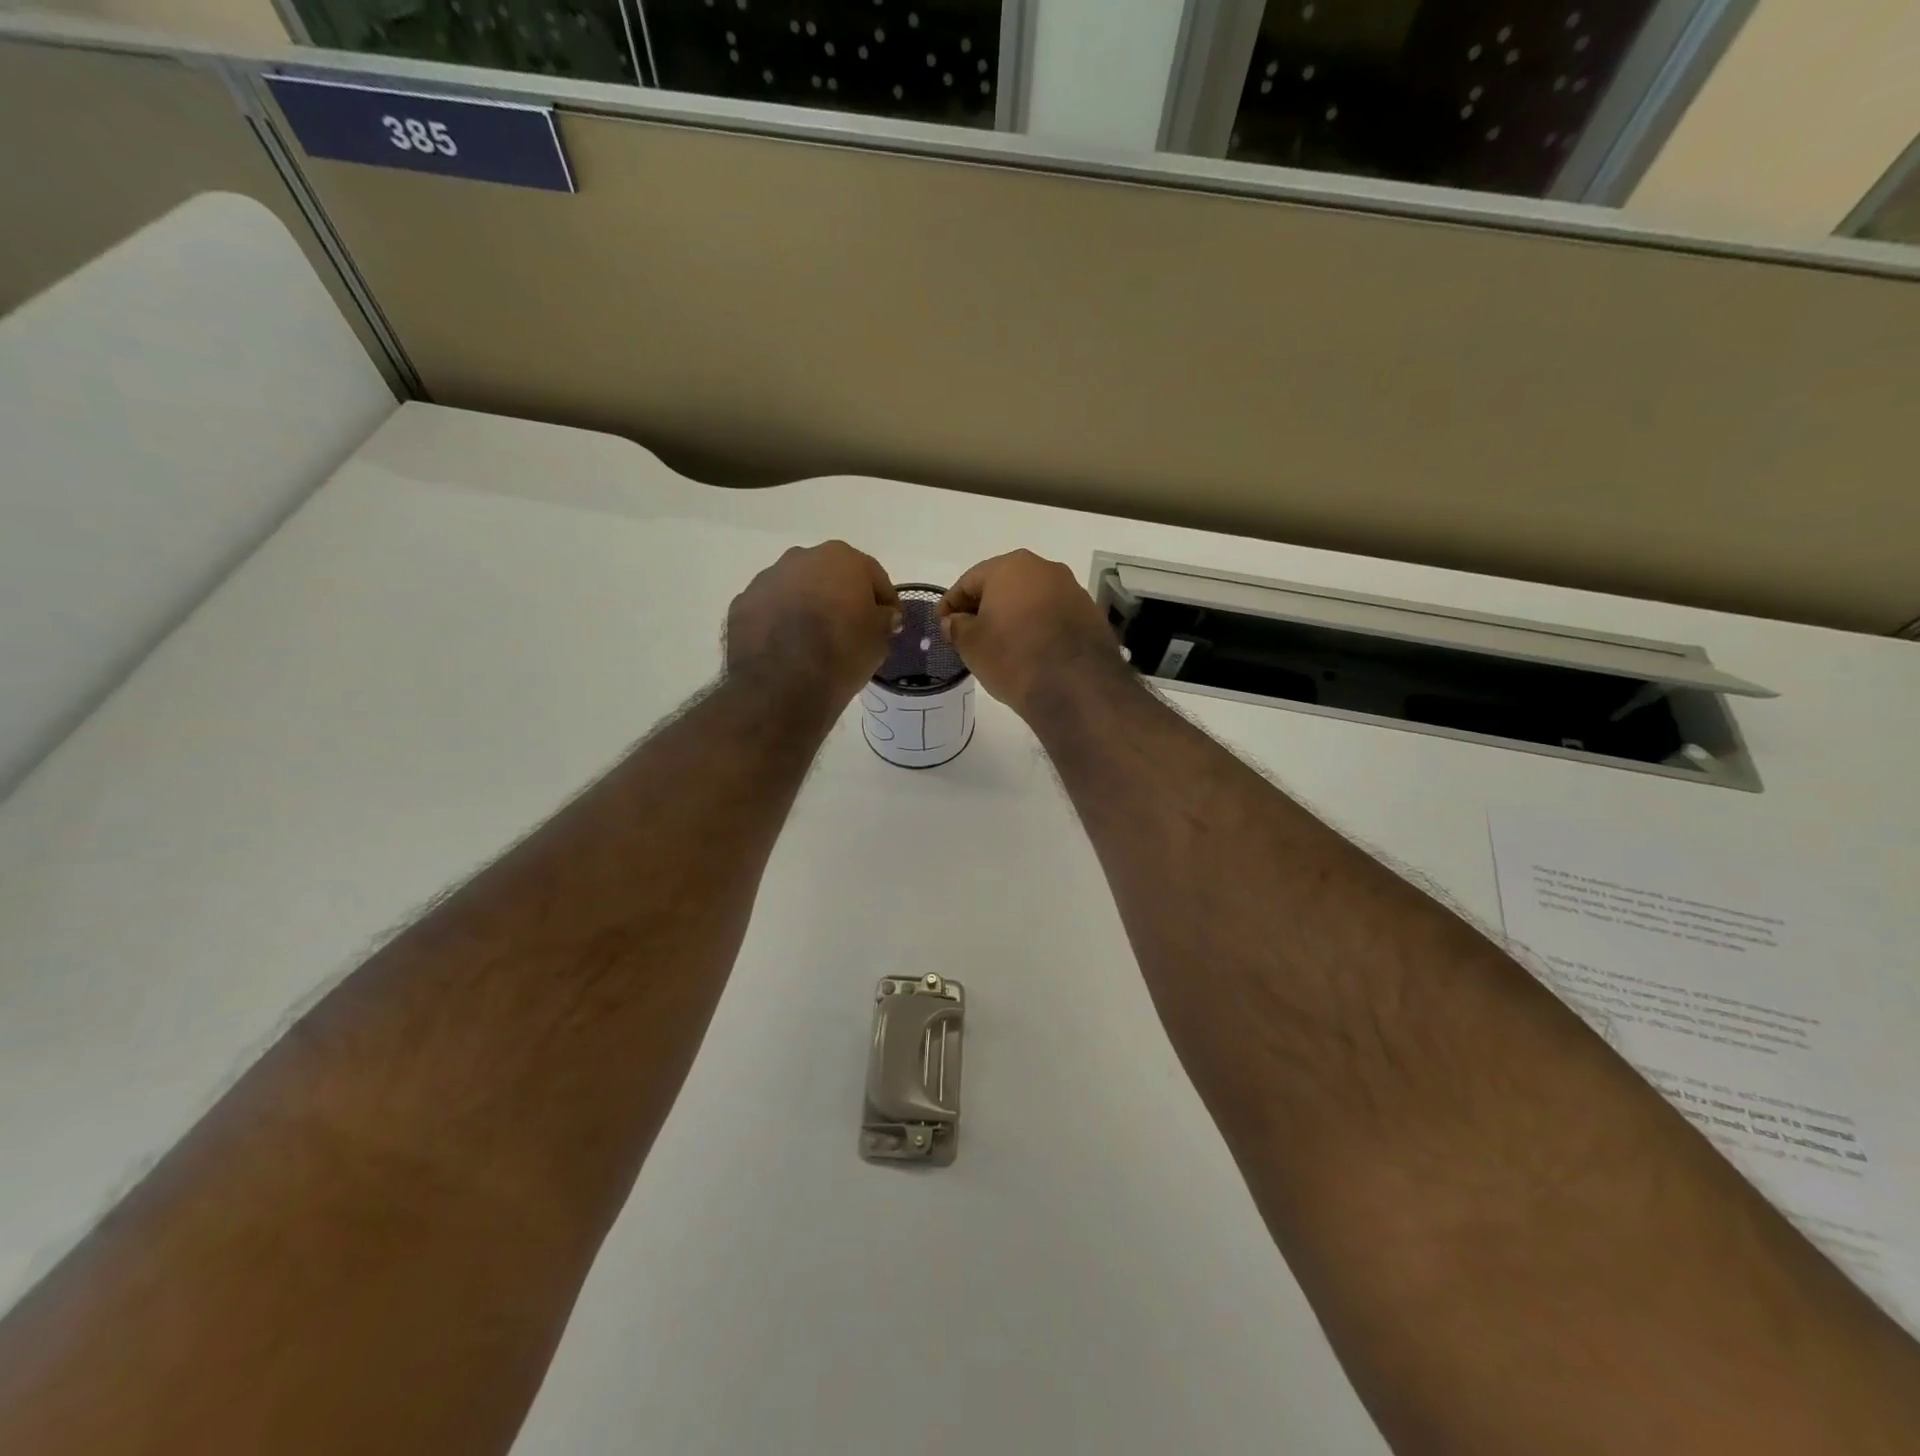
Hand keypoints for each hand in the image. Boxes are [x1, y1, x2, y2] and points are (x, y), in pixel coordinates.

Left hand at [727, 542, 900, 711]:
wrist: (782, 684)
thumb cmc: (842, 653)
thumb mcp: (880, 639)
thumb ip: (884, 619)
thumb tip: (882, 615)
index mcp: (842, 558)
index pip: (873, 576)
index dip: (885, 601)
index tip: (890, 624)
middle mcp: (801, 558)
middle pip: (830, 576)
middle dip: (841, 598)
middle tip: (850, 629)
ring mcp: (766, 579)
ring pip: (796, 590)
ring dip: (807, 607)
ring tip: (814, 642)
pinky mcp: (742, 604)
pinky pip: (770, 610)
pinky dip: (780, 623)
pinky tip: (787, 650)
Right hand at [938, 550, 1123, 719]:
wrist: (1075, 686)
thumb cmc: (1013, 656)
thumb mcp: (971, 644)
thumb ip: (957, 627)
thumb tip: (954, 621)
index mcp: (1011, 567)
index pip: (970, 581)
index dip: (951, 603)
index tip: (941, 623)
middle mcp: (1045, 569)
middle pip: (1004, 585)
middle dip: (985, 606)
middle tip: (969, 632)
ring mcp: (1073, 590)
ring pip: (1032, 599)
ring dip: (1014, 616)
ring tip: (1001, 643)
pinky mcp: (1091, 615)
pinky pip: (1054, 616)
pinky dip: (1038, 628)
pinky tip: (1030, 650)